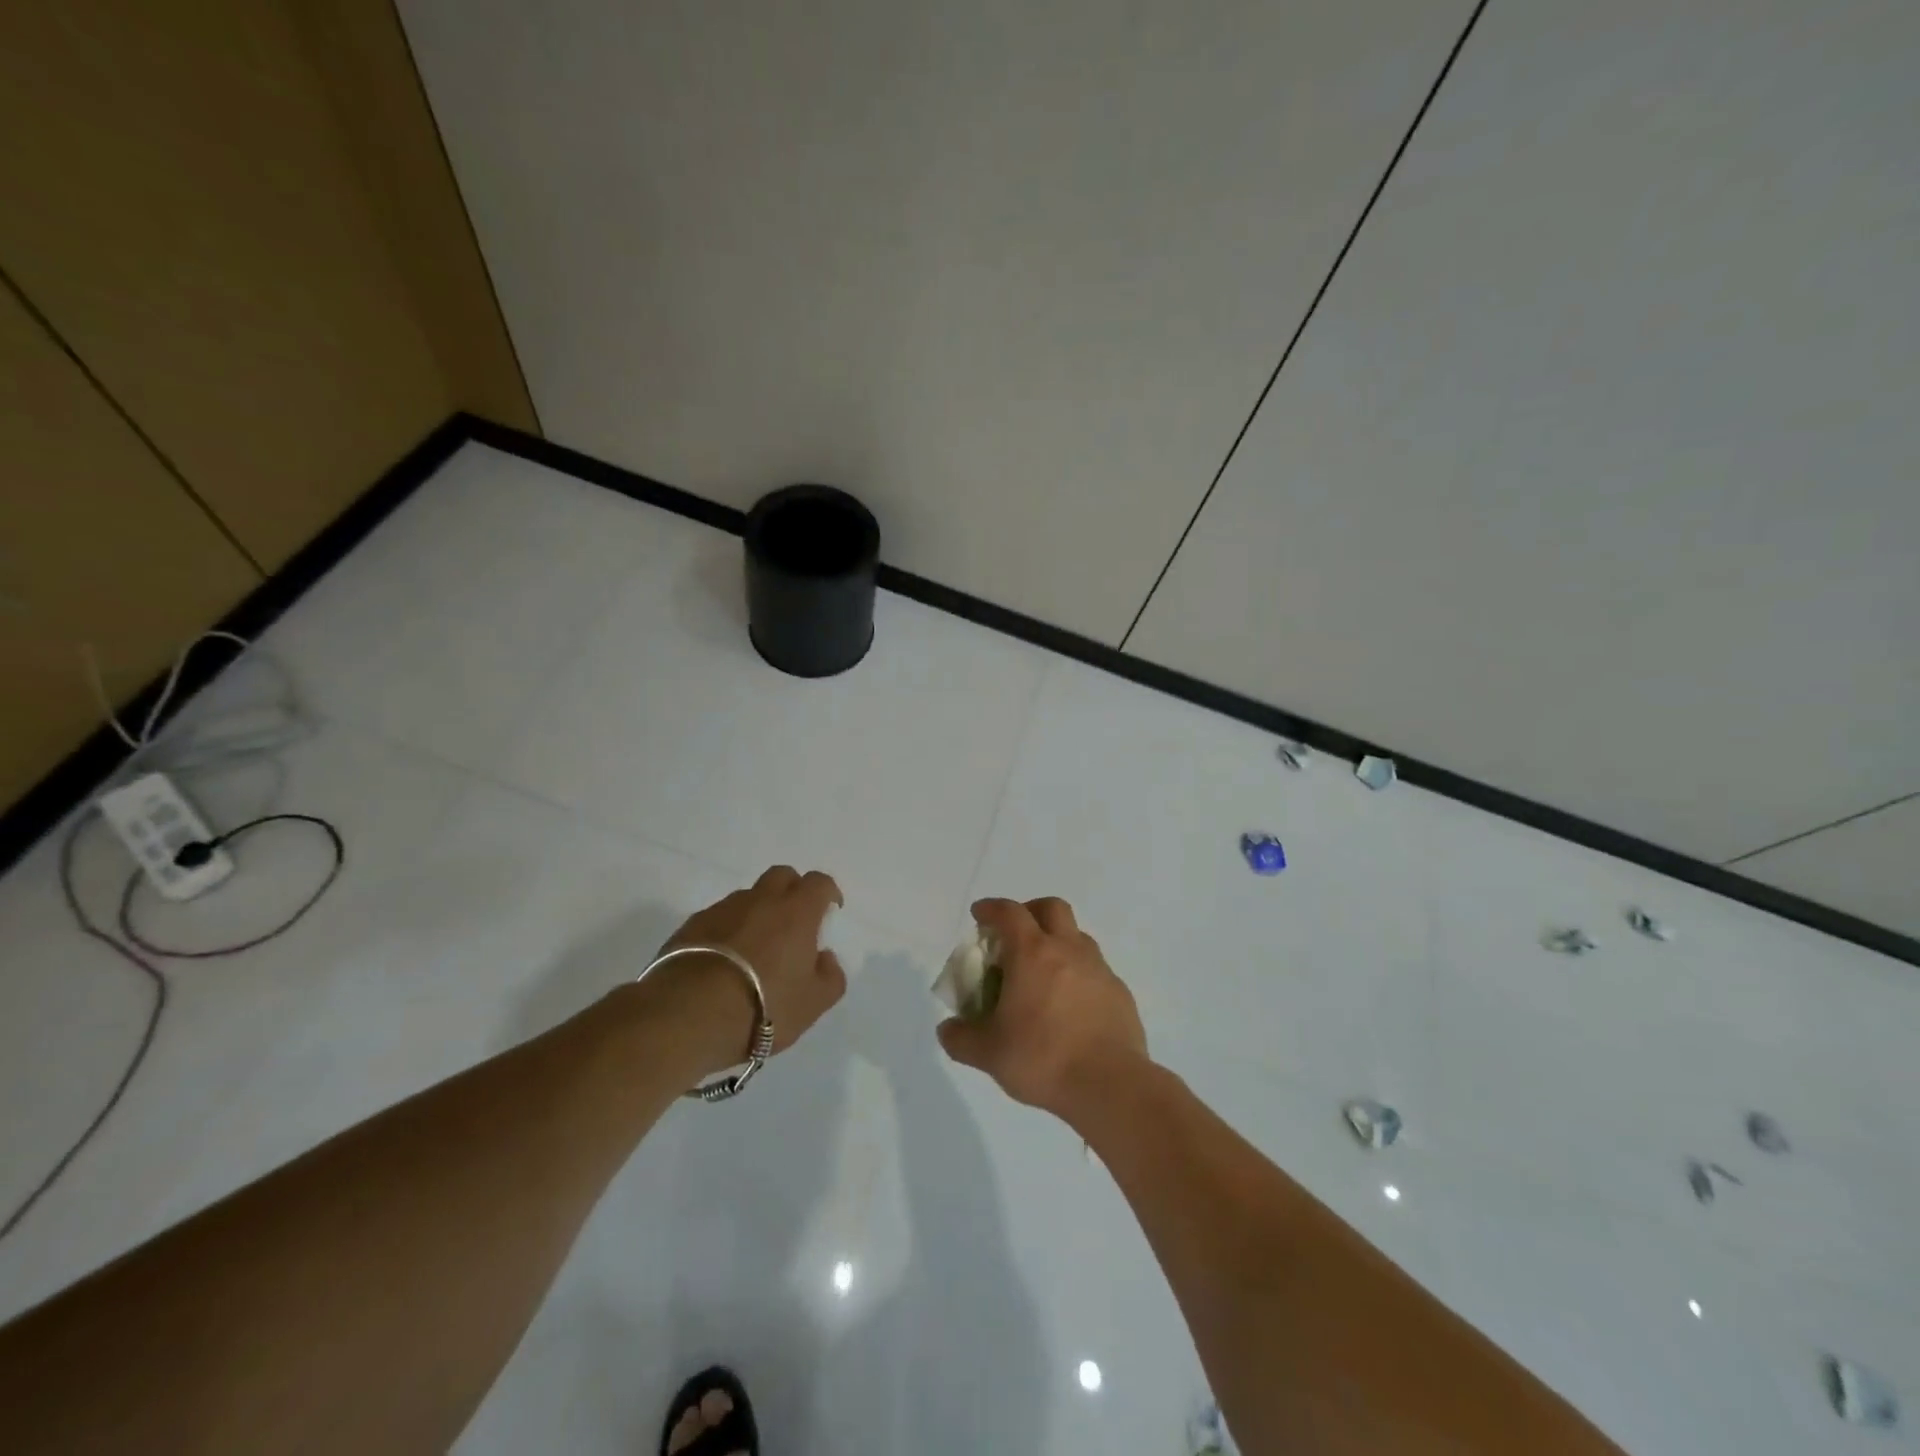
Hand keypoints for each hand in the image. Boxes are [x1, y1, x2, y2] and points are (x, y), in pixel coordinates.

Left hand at [641, 865, 846, 1075]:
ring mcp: (723, 910)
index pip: (819, 883)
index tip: (830, 910)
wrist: (689, 1014)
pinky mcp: (691, 926)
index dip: (827, 893)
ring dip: (757, 912)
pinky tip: (722, 960)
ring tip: (754, 948)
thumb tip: (825, 958)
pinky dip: (726, 930)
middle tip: (793, 921)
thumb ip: (830, 977)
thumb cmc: (764, 1006)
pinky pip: (717, 918)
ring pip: (747, 897)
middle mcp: (761, 900)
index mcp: (797, 912)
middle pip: (782, 876)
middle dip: (792, 890)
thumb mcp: (813, 1003)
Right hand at [936, 897, 1147, 1120]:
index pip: (1009, 913)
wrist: (1109, 1085)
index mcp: (1032, 953)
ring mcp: (1098, 969)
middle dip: (1030, 911)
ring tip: (1042, 973)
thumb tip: (947, 1029)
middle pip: (1051, 907)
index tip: (980, 915)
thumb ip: (961, 1038)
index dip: (991, 909)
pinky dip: (1078, 974)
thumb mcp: (988, 1054)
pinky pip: (1095, 970)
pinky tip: (1070, 1005)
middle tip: (1015, 935)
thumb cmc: (1042, 1059)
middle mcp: (1068, 949)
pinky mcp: (1119, 992)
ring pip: (1077, 936)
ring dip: (1057, 942)